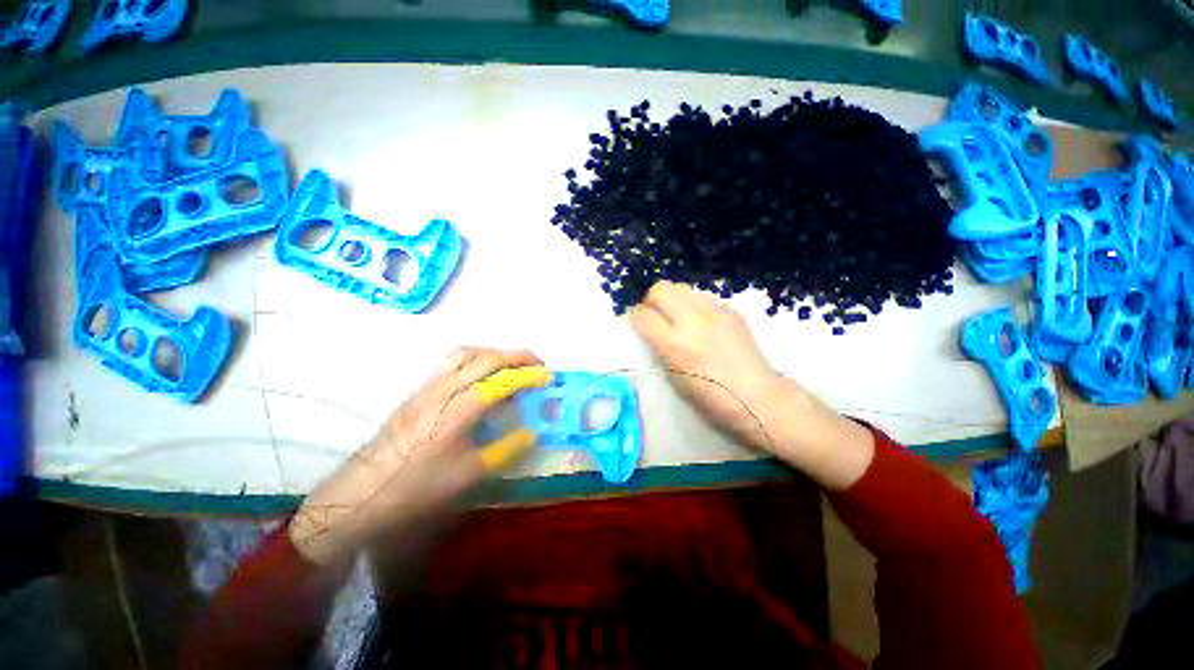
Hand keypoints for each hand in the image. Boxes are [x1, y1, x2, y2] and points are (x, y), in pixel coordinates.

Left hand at [289, 348, 550, 565]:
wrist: (360, 494)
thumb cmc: (416, 488)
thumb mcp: (469, 475)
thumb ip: (506, 449)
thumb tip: (532, 432)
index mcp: (459, 410)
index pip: (503, 381)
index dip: (530, 376)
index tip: (550, 376)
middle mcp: (444, 389)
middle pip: (486, 358)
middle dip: (517, 355)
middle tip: (538, 364)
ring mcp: (428, 386)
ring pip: (466, 353)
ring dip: (495, 352)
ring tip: (512, 365)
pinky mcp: (418, 390)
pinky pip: (452, 362)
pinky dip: (476, 359)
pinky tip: (482, 376)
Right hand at [628, 281, 783, 449]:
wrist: (758, 397)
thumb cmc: (711, 399)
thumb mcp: (674, 378)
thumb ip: (659, 350)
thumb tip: (650, 332)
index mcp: (674, 344)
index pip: (642, 315)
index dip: (636, 318)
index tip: (639, 325)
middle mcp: (692, 321)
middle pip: (660, 289)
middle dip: (652, 300)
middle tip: (656, 315)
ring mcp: (714, 312)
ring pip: (681, 287)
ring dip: (673, 300)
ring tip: (678, 316)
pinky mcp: (731, 311)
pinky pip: (703, 297)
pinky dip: (694, 305)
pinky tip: (701, 322)